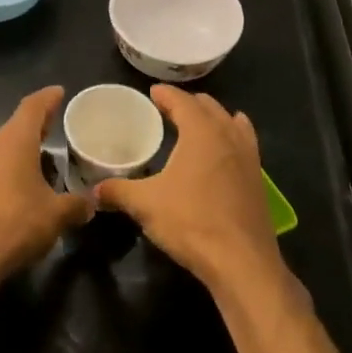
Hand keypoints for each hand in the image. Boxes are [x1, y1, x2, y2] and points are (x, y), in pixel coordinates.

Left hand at [0, 87, 87, 289]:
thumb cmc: (15, 225)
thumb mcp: (56, 215)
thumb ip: (76, 205)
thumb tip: (91, 203)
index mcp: (15, 141)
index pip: (33, 107)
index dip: (48, 98)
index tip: (59, 92)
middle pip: (17, 127)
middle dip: (37, 125)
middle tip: (56, 123)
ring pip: (4, 149)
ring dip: (23, 151)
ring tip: (43, 158)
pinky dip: (11, 171)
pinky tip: (23, 188)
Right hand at [96, 86, 284, 296]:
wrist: (241, 261)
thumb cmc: (191, 222)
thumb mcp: (145, 205)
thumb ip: (118, 192)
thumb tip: (93, 192)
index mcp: (202, 132)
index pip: (182, 101)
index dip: (166, 94)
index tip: (152, 91)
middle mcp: (228, 136)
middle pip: (209, 107)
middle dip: (189, 103)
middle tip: (169, 108)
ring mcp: (249, 157)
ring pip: (232, 123)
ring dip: (214, 117)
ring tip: (199, 122)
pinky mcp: (258, 179)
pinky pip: (245, 144)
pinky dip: (233, 136)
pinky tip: (226, 150)